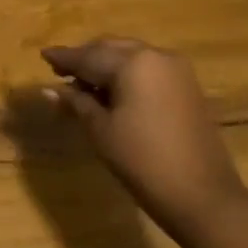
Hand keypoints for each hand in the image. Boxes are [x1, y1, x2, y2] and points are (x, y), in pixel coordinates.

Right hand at [42, 38, 243, 236]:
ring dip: (106, 67)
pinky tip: (113, 92)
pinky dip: (127, 75)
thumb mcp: (102, 131)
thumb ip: (76, 103)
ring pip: (130, 56)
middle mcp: (156, 55)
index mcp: (133, 62)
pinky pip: (148, 68)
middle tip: (61, 72)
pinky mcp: (187, 86)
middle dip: (86, 59)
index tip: (44, 55)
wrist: (204, 198)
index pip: (89, 55)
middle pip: (110, 49)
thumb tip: (49, 89)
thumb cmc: (144, 162)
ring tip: (84, 85)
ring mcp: (176, 69)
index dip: (64, 58)